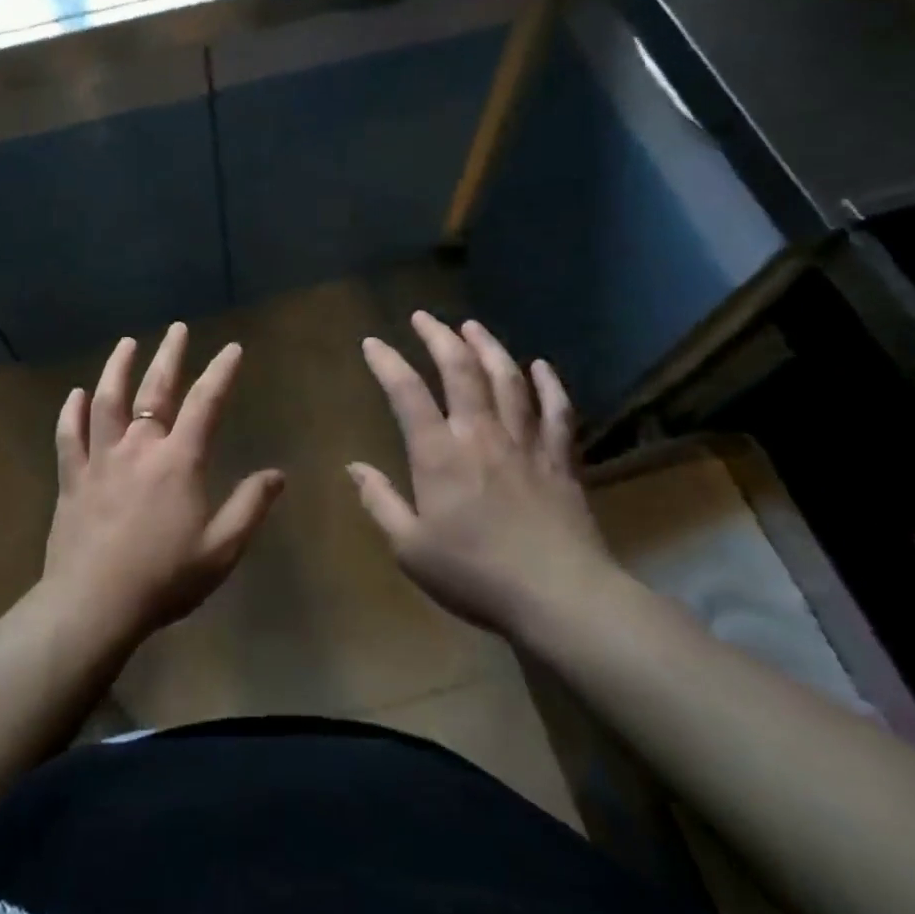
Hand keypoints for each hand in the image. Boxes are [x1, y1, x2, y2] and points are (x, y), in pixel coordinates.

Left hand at [43, 323, 284, 643]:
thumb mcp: (221, 549)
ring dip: (117, 369)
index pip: (205, 404)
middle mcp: (139, 448)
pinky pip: (68, 436)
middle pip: (154, 390)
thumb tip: (277, 473)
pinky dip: (71, 412)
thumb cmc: (164, 578)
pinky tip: (75, 395)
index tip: (231, 348)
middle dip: (169, 356)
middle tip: (176, 329)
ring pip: (107, 402)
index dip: (221, 373)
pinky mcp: (71, 479)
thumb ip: (250, 507)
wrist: (94, 605)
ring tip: (126, 344)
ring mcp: (100, 460)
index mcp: (178, 461)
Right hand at [349, 313, 615, 637]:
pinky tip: (541, 367)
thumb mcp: (410, 548)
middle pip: (461, 370)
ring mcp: (526, 442)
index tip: (373, 343)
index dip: (387, 363)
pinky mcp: (560, 458)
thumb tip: (354, 467)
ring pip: (508, 380)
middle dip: (439, 337)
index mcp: (439, 454)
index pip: (407, 393)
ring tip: (472, 326)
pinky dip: (549, 385)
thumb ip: (380, 502)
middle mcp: (481, 434)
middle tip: (424, 317)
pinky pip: (557, 411)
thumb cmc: (475, 575)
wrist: (558, 596)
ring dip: (488, 347)